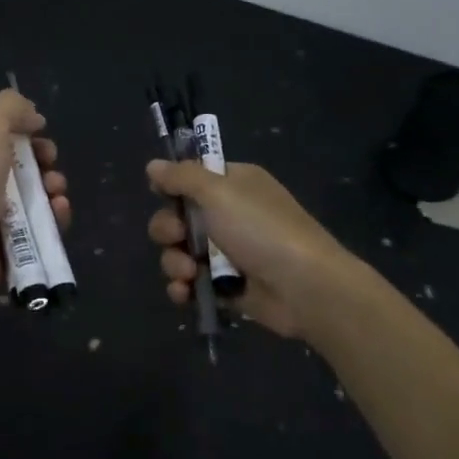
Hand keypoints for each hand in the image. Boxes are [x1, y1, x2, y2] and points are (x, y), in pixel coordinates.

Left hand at [0, 90, 69, 306]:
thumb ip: (11, 107)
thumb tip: (34, 117)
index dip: (22, 126)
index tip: (40, 130)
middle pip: (20, 160)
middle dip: (43, 158)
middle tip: (49, 162)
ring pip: (34, 192)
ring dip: (53, 187)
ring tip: (55, 192)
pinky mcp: (8, 240)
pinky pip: (39, 224)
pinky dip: (54, 216)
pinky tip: (58, 212)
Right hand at [146, 159, 347, 339]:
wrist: (305, 287)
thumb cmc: (262, 229)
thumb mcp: (219, 191)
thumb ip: (182, 176)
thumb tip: (153, 165)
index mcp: (233, 184)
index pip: (192, 178)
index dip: (171, 186)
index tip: (160, 195)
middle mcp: (229, 214)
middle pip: (178, 217)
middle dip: (168, 229)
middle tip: (177, 237)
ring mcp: (227, 252)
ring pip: (180, 252)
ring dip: (174, 262)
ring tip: (188, 273)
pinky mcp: (226, 286)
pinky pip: (191, 283)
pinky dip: (183, 288)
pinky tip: (184, 293)